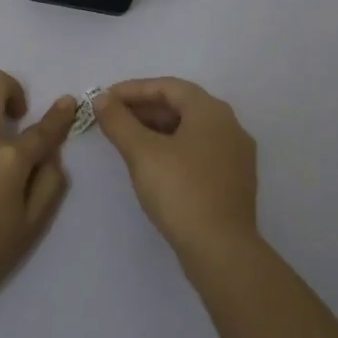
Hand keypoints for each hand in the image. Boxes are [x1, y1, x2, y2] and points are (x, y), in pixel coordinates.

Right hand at [93, 77, 258, 260]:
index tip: (105, 98)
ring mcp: (236, 155)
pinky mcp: (234, 181)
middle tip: (112, 118)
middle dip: (144, 109)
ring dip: (157, 129)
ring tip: (126, 139)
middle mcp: (230, 126)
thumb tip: (102, 99)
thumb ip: (119, 121)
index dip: (133, 89)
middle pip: (181, 106)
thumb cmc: (181, 191)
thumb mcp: (142, 153)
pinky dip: (173, 148)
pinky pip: (199, 151)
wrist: (222, 250)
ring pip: (190, 130)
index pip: (169, 87)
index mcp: (211, 111)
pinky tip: (152, 164)